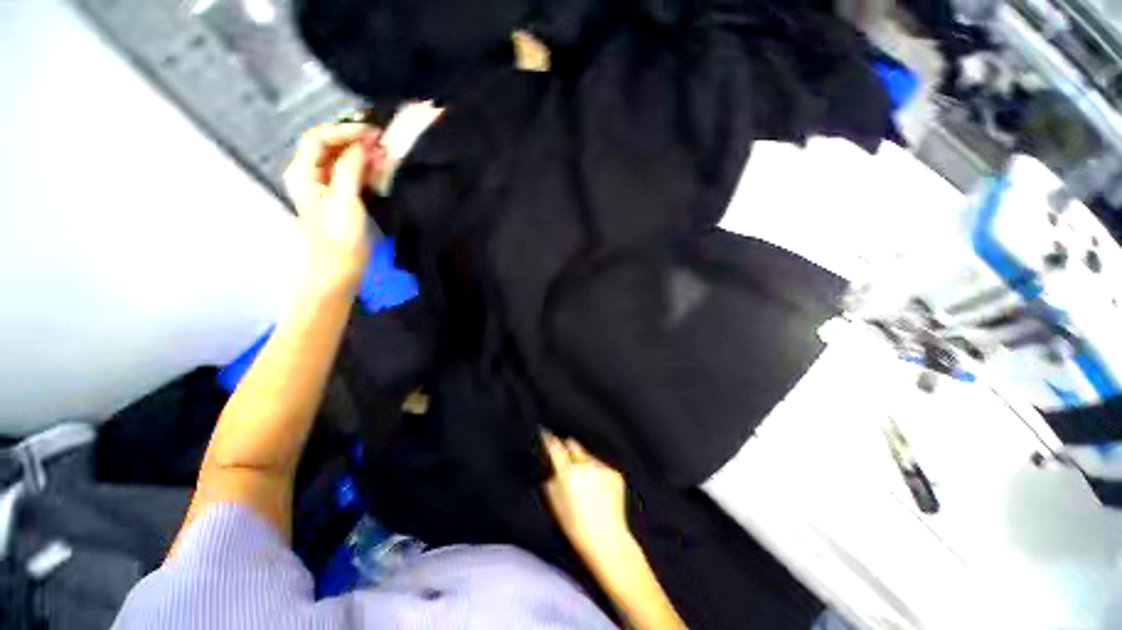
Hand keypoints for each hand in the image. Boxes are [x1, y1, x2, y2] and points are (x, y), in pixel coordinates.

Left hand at [284, 123, 385, 290]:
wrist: (337, 269)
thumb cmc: (338, 236)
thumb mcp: (345, 199)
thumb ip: (350, 168)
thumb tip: (362, 145)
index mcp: (303, 172)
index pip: (319, 137)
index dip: (344, 130)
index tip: (372, 134)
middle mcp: (310, 175)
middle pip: (329, 147)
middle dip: (355, 141)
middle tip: (382, 144)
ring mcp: (325, 188)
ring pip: (341, 161)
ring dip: (362, 156)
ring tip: (385, 156)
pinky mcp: (339, 200)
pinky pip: (350, 176)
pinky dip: (364, 170)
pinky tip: (380, 171)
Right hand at [542, 432, 629, 556]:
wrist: (606, 539)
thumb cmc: (576, 526)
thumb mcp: (554, 503)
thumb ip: (550, 478)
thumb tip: (550, 466)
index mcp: (566, 470)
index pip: (554, 446)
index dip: (549, 439)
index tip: (546, 435)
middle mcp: (584, 464)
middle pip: (573, 445)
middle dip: (567, 448)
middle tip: (566, 460)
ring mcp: (601, 467)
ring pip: (588, 456)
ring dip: (583, 463)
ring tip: (585, 487)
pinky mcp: (614, 473)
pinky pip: (602, 467)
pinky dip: (598, 474)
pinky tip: (598, 492)